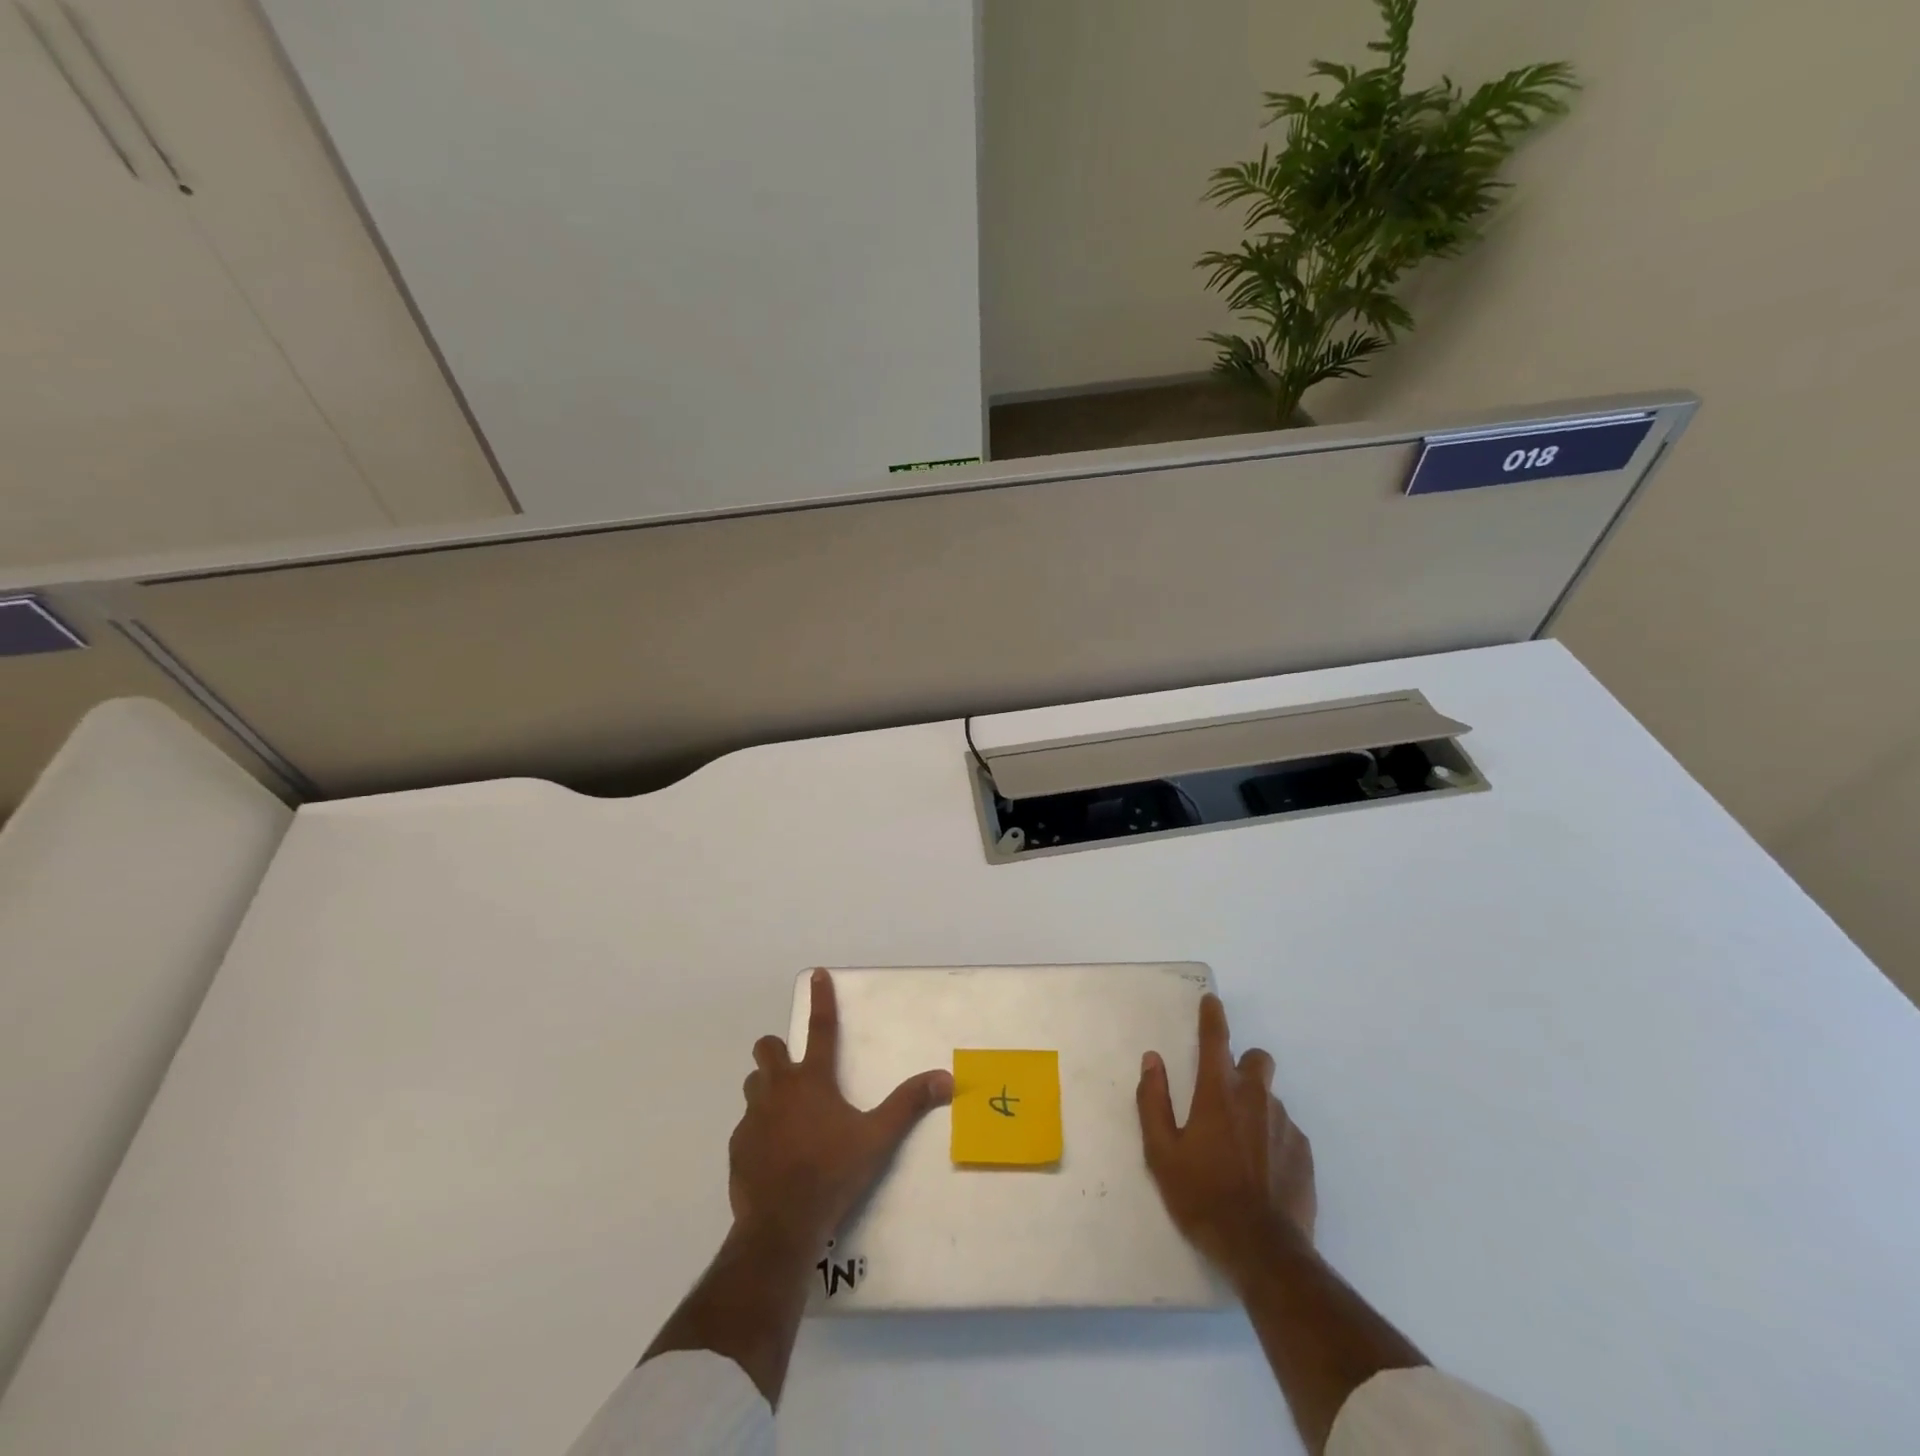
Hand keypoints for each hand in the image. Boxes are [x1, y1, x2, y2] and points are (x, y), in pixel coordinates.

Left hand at [730, 969, 953, 1256]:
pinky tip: (773, 1152)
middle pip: (768, 1048)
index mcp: (813, 1080)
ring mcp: (753, 1117)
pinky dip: (759, 1128)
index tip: (816, 973)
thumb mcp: (878, 1138)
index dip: (820, 998)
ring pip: (754, 1084)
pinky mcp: (738, 1146)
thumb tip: (946, 1077)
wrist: (781, 1225)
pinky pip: (746, 1125)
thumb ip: (909, 1104)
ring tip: (785, 1110)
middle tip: (795, 1068)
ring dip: (766, 1087)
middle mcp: (779, 1089)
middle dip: (777, 1049)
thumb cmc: (832, 1173)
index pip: (820, 1027)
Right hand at [1138, 994, 1315, 1278]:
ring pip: (1270, 1098)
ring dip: (1255, 1107)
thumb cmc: (1202, 1197)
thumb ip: (1152, 1100)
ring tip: (1239, 1147)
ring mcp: (1284, 1126)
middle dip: (1243, 1064)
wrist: (1263, 1252)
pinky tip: (1261, 1171)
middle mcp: (1255, 1099)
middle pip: (1257, 1060)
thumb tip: (1152, 1060)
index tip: (1212, 1002)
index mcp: (1218, 1093)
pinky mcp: (1304, 1154)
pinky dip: (1272, 1139)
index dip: (1212, 1016)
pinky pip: (1285, 1131)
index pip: (1215, 1039)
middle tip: (1224, 1093)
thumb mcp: (1161, 1153)